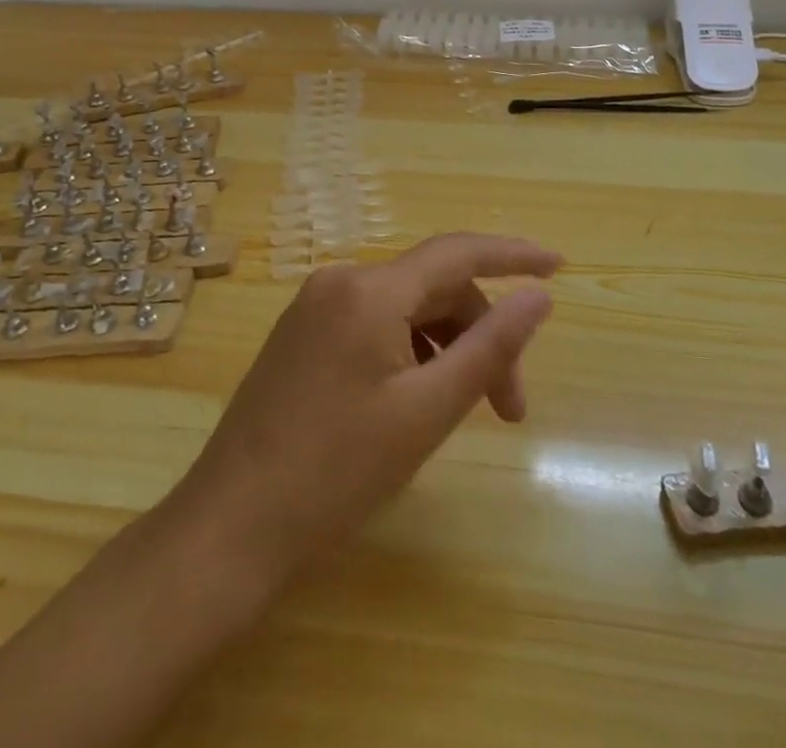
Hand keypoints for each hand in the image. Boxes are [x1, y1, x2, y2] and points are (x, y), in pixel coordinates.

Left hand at [173, 233, 558, 593]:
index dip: (513, 254)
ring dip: (446, 348)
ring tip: (463, 411)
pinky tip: (415, 401)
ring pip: (405, 309)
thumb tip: (538, 296)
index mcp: (370, 290)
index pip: (458, 252)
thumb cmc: (335, 475)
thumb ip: (489, 347)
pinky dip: (411, 352)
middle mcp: (340, 281)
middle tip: (509, 408)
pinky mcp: (302, 336)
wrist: (227, 533)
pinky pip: (375, 325)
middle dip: (479, 335)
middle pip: (434, 288)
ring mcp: (315, 308)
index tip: (559, 266)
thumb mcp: (426, 412)